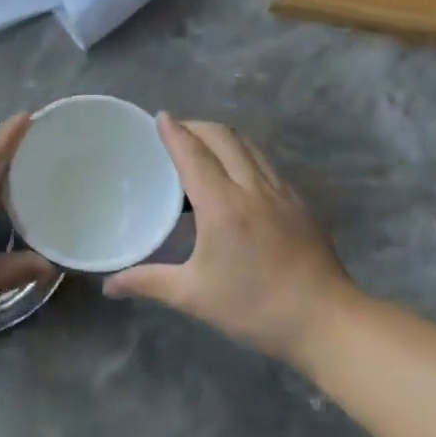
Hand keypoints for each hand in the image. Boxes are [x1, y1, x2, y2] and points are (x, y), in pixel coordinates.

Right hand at [104, 116, 361, 363]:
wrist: (326, 320)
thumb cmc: (255, 307)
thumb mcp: (194, 296)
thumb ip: (148, 283)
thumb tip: (109, 286)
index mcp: (223, 205)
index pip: (193, 153)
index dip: (175, 131)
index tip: (159, 116)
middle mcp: (252, 187)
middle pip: (223, 137)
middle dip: (196, 126)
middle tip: (174, 133)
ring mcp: (281, 192)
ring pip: (248, 146)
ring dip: (221, 137)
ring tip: (201, 147)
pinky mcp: (299, 202)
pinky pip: (265, 163)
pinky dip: (243, 155)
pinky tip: (235, 176)